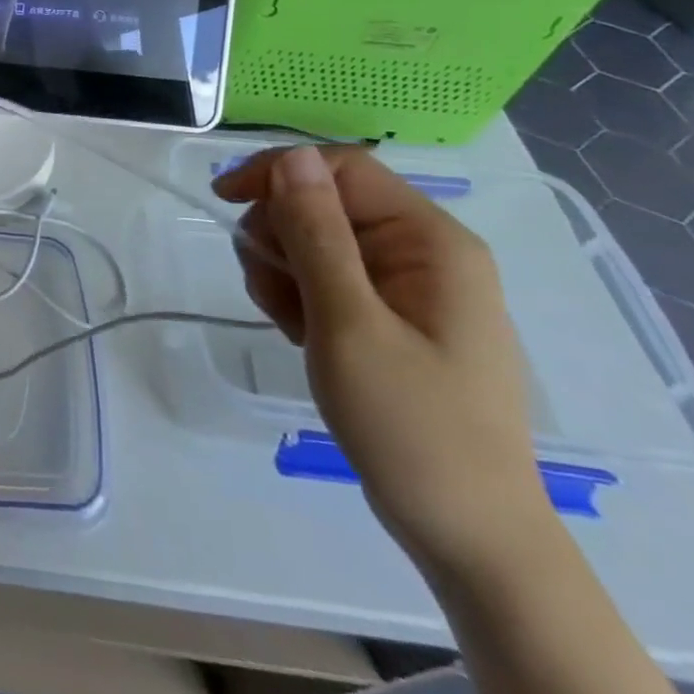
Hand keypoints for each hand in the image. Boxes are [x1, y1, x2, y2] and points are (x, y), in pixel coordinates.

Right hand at [212, 146, 552, 577]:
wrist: (468, 536)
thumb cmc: (412, 426)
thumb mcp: (349, 324)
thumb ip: (317, 235)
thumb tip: (292, 157)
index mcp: (430, 240)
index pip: (339, 167)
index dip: (277, 173)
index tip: (225, 202)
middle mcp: (425, 250)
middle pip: (323, 202)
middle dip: (281, 236)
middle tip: (273, 290)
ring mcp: (410, 285)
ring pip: (316, 239)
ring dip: (284, 271)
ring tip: (291, 324)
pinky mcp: (393, 315)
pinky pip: (327, 277)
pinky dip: (300, 297)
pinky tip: (302, 335)